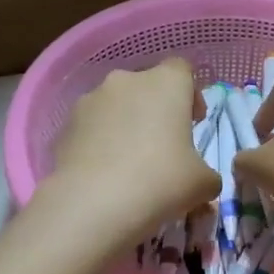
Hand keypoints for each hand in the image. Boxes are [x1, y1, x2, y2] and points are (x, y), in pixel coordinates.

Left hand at [44, 59, 220, 241]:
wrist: (92, 204)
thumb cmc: (160, 181)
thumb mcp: (203, 184)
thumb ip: (208, 174)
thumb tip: (201, 180)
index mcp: (166, 83)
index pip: (182, 70)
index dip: (190, 94)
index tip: (193, 122)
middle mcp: (126, 80)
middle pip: (146, 86)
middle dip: (155, 110)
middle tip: (162, 146)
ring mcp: (90, 100)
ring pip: (115, 105)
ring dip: (125, 124)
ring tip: (129, 163)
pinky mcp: (65, 125)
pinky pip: (91, 127)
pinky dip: (100, 142)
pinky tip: (104, 173)